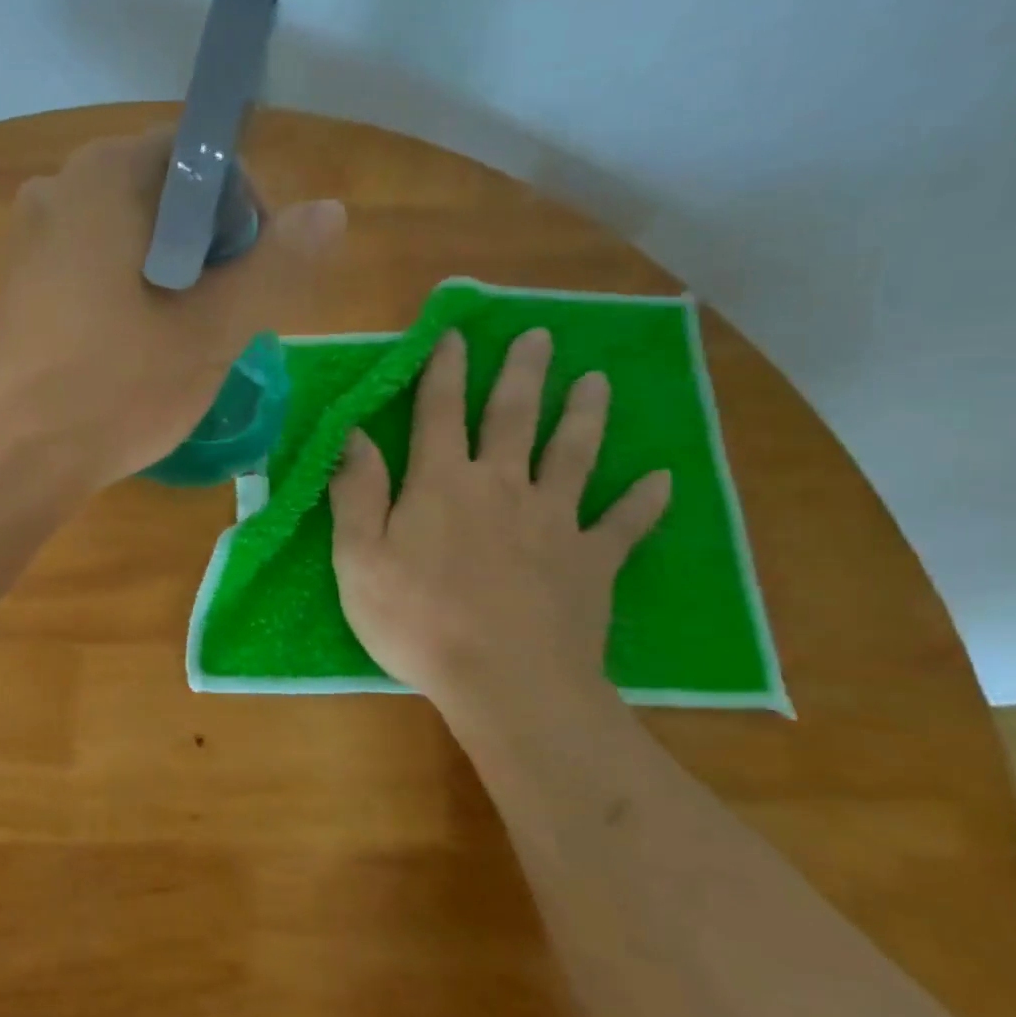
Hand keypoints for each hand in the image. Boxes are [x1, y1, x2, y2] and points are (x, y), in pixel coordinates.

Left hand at [0, 128, 344, 487]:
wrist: (4, 460)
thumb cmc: (113, 387)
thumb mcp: (212, 330)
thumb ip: (277, 264)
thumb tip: (331, 211)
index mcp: (105, 175)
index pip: (200, 156)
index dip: (245, 209)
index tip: (256, 275)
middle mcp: (58, 190)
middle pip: (162, 197)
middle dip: (210, 251)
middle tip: (226, 318)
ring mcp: (29, 241)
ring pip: (128, 240)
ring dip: (171, 280)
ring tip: (184, 344)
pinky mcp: (17, 289)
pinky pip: (92, 272)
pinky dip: (128, 298)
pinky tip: (133, 355)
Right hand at [328, 327, 670, 713]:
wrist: (507, 682)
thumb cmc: (418, 620)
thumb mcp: (359, 558)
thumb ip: (356, 493)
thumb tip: (352, 436)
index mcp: (442, 484)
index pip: (440, 412)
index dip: (444, 370)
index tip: (454, 334)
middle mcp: (502, 486)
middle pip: (515, 418)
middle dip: (524, 373)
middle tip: (541, 336)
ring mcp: (554, 521)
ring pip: (573, 455)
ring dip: (586, 416)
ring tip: (599, 382)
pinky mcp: (593, 561)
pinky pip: (624, 525)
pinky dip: (644, 501)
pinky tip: (662, 480)